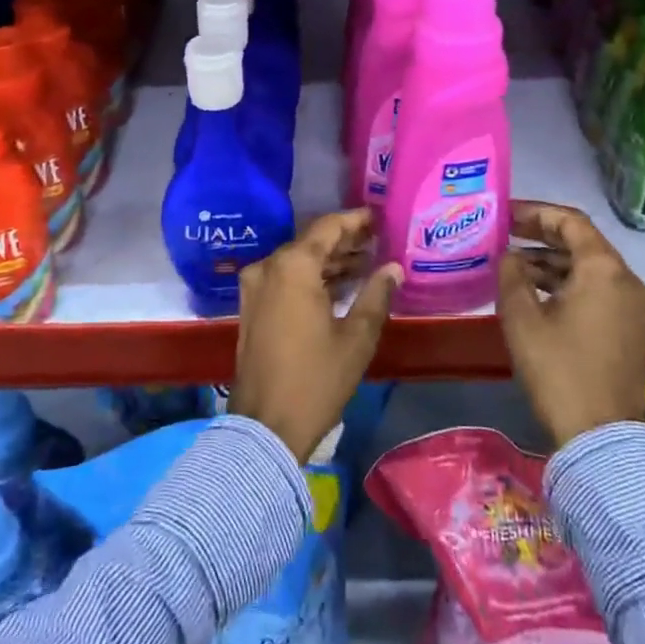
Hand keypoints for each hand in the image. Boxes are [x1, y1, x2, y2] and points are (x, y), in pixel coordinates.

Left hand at [232, 208, 399, 461]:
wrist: (265, 426)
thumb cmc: (316, 379)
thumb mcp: (356, 338)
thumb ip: (376, 295)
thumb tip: (393, 268)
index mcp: (293, 266)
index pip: (328, 227)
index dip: (355, 220)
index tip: (378, 216)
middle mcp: (269, 267)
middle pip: (311, 242)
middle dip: (344, 240)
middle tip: (376, 240)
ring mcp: (255, 287)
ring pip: (297, 260)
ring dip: (328, 260)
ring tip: (364, 262)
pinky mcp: (251, 307)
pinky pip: (284, 278)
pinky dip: (310, 277)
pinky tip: (337, 285)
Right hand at [496, 200, 644, 447]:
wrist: (600, 436)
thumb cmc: (558, 368)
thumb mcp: (522, 317)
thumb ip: (511, 274)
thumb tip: (509, 256)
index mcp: (604, 268)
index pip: (570, 221)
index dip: (534, 212)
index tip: (504, 214)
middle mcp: (625, 279)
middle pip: (581, 241)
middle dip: (540, 234)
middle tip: (504, 233)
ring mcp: (631, 305)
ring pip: (587, 267)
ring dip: (550, 260)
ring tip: (511, 263)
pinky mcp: (627, 327)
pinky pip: (595, 289)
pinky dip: (565, 283)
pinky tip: (533, 291)